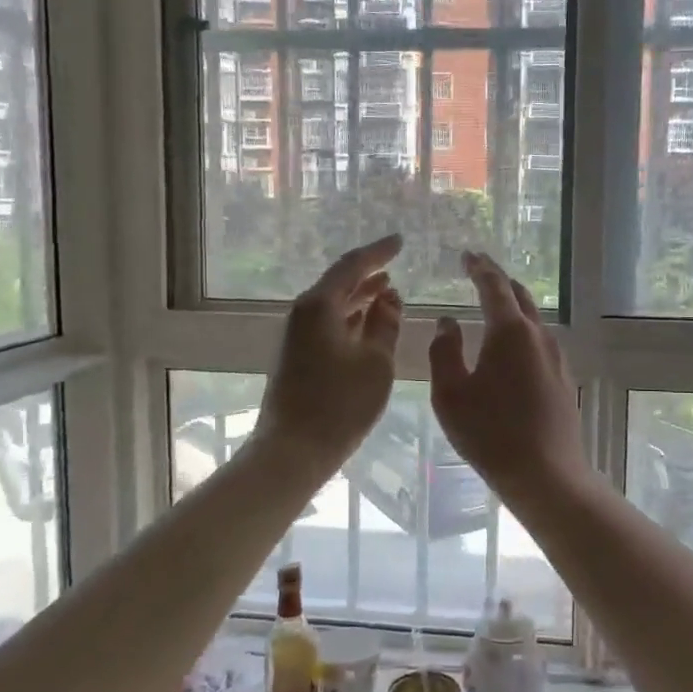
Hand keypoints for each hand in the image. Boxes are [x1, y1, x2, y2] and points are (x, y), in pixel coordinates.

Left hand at [254, 235, 404, 478]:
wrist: (293, 450)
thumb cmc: (340, 403)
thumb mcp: (375, 362)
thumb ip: (385, 324)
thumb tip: (390, 297)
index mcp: (319, 306)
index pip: (351, 266)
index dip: (378, 252)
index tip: (399, 241)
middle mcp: (303, 314)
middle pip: (338, 284)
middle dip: (368, 274)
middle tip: (395, 263)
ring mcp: (297, 336)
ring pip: (333, 306)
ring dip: (360, 297)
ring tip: (389, 291)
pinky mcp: (297, 357)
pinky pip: (328, 324)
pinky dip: (351, 319)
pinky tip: (369, 325)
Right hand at [429, 251, 590, 504]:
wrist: (546, 474)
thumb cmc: (490, 433)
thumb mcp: (450, 394)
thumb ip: (444, 352)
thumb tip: (448, 323)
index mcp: (510, 332)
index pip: (494, 286)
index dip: (479, 268)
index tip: (468, 255)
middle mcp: (538, 336)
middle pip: (520, 296)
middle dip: (499, 279)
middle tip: (479, 270)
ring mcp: (556, 357)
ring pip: (533, 319)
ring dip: (513, 305)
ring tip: (494, 303)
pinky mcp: (562, 378)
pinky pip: (539, 341)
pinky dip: (522, 330)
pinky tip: (511, 346)